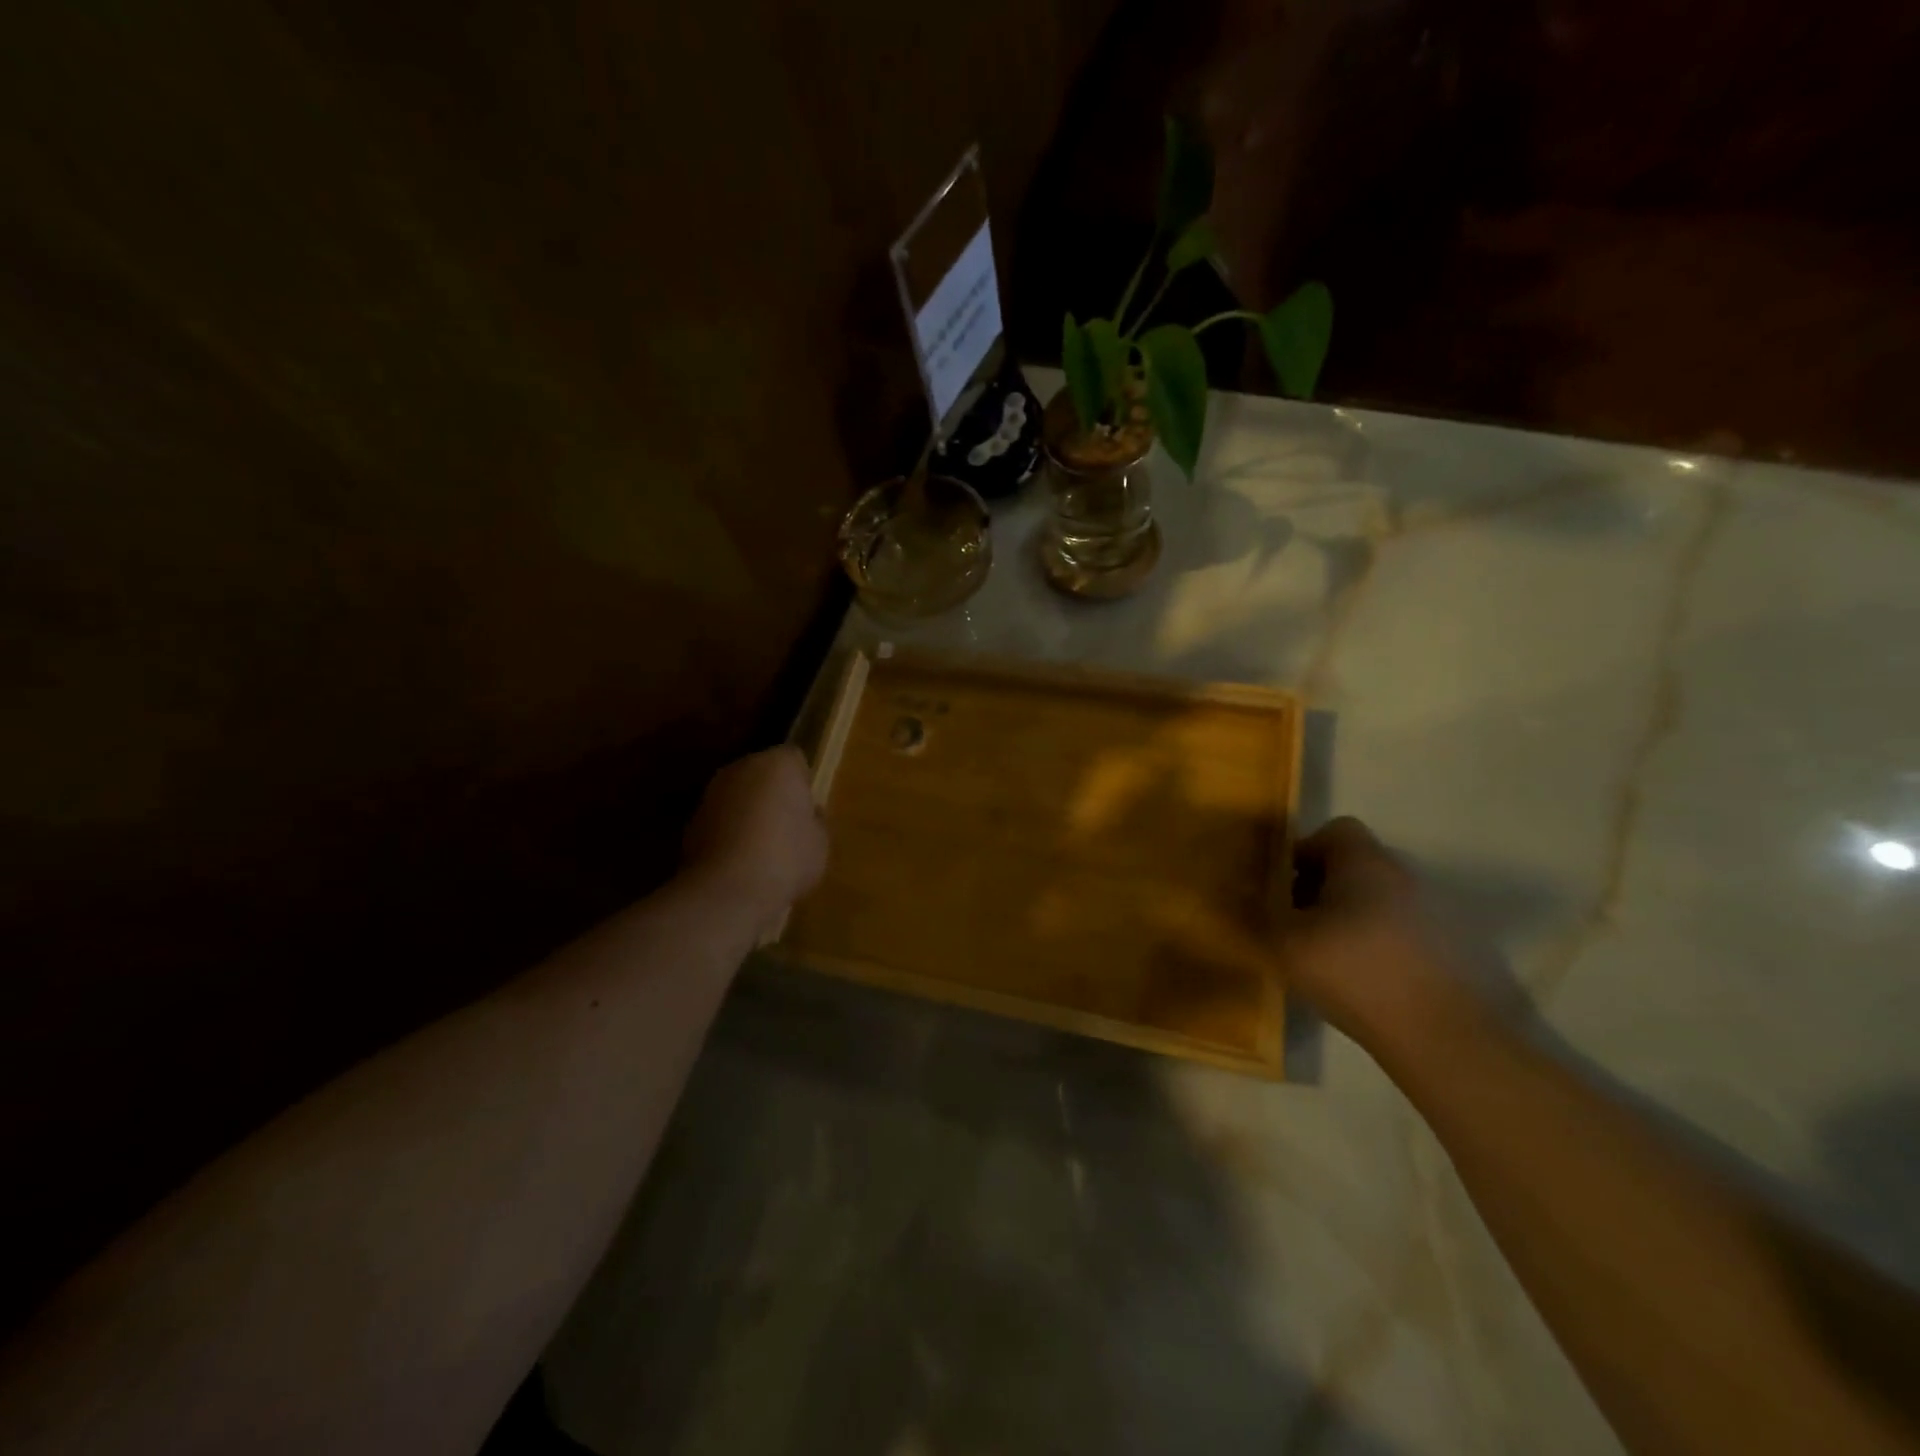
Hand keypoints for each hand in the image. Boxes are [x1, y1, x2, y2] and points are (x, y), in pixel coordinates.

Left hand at [682, 748, 827, 923]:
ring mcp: (712, 792)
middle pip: (763, 773)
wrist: (728, 890)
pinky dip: (729, 831)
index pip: (795, 759)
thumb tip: (807, 816)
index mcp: (779, 763)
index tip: (808, 810)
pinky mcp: (691, 819)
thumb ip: (814, 821)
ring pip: (739, 795)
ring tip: (762, 847)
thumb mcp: (820, 842)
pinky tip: (740, 860)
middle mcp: (742, 767)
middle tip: (788, 827)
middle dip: (773, 793)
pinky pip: (721, 818)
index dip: (803, 784)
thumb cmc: (786, 858)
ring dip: (748, 811)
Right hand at [1282, 817, 1505, 1056]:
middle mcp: (1400, 875)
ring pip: (1373, 898)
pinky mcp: (1442, 947)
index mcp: (1363, 861)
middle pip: (1352, 865)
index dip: (1303, 852)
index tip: (1282, 887)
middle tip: (1295, 922)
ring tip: (1322, 953)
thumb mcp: (1285, 939)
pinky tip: (1357, 976)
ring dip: (1346, 916)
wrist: (1436, 1034)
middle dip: (1320, 887)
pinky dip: (1371, 942)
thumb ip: (1261, 908)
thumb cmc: (1351, 970)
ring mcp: (1427, 911)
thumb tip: (1246, 890)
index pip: (1334, 830)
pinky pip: (1393, 928)